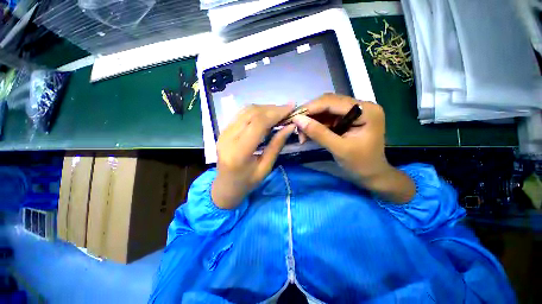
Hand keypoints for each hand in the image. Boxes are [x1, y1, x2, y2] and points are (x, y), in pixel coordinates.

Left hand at [212, 104, 295, 208]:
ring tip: (279, 112)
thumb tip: (290, 127)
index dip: (276, 113)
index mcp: (239, 152)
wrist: (224, 187)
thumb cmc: (247, 182)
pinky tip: (266, 116)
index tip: (291, 108)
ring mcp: (223, 132)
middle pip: (252, 113)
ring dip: (265, 108)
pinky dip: (256, 112)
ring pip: (246, 111)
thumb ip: (276, 145)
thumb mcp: (265, 167)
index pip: (258, 123)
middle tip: (287, 110)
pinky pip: (241, 115)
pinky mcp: (223, 130)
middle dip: (272, 109)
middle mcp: (228, 138)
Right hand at [293, 93, 414, 202]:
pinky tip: (308, 134)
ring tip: (302, 135)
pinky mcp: (347, 119)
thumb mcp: (339, 149)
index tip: (294, 117)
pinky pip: (327, 118)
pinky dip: (316, 125)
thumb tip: (297, 119)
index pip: (333, 102)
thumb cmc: (360, 164)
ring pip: (325, 110)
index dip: (311, 108)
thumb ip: (318, 133)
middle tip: (296, 127)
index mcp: (366, 110)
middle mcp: (360, 106)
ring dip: (311, 121)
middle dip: (310, 115)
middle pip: (328, 103)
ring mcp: (353, 112)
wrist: (371, 175)